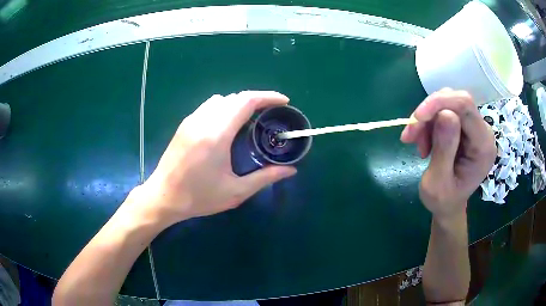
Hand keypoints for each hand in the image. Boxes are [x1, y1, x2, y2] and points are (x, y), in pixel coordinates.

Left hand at [131, 91, 296, 227]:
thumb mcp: (235, 192)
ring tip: (251, 119)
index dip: (268, 97)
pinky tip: (227, 126)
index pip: (246, 101)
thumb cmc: (198, 197)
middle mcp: (203, 120)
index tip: (284, 102)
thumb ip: (265, 178)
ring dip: (239, 103)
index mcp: (217, 134)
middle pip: (235, 97)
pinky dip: (224, 108)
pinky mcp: (184, 124)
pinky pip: (209, 106)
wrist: (163, 196)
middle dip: (257, 99)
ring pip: (221, 99)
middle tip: (271, 113)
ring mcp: (191, 120)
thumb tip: (291, 171)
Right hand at [400, 89, 495, 219]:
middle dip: (429, 113)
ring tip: (417, 143)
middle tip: (411, 135)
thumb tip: (445, 114)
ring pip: (447, 103)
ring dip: (427, 120)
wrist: (448, 205)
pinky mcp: (465, 127)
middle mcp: (483, 131)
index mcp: (483, 146)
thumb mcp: (438, 183)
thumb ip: (444, 150)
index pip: (466, 106)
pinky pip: (444, 111)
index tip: (416, 118)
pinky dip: (429, 123)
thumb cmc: (443, 200)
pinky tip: (423, 141)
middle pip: (455, 101)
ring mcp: (475, 128)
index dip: (439, 103)